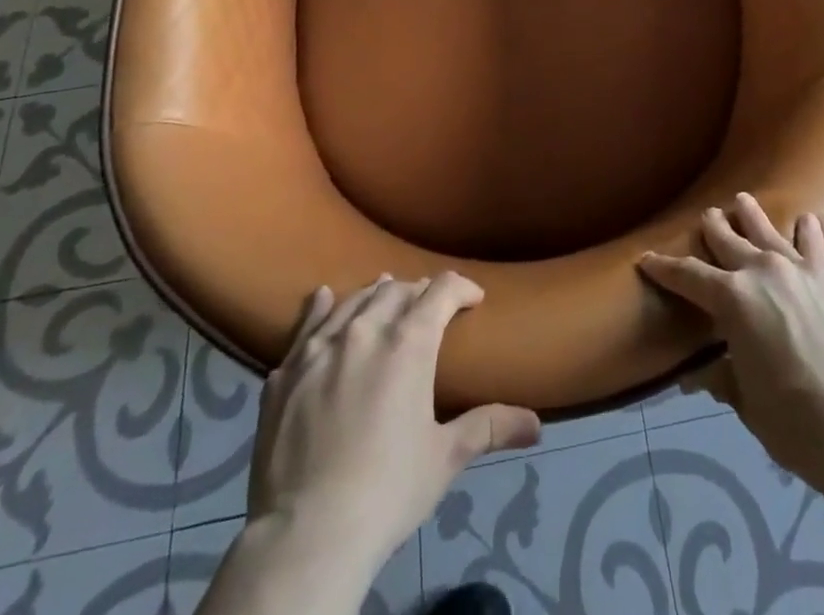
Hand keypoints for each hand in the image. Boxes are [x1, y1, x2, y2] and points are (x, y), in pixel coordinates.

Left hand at [247, 272, 540, 569]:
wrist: (306, 535)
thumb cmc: (387, 492)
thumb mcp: (445, 458)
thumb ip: (489, 428)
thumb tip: (536, 424)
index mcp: (409, 342)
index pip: (441, 290)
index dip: (462, 288)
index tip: (474, 299)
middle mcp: (366, 329)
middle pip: (398, 290)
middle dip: (420, 293)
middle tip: (430, 309)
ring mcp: (321, 346)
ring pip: (355, 300)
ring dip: (376, 295)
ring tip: (386, 294)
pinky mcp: (287, 370)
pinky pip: (307, 323)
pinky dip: (322, 307)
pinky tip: (325, 298)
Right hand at [640, 193, 823, 496]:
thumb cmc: (795, 423)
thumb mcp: (746, 402)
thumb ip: (720, 376)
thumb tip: (694, 373)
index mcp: (732, 299)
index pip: (687, 275)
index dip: (664, 268)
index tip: (646, 259)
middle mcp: (761, 271)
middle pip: (727, 240)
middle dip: (711, 228)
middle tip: (703, 216)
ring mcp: (797, 271)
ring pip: (766, 231)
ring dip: (751, 215)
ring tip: (741, 200)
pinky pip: (813, 245)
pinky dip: (806, 231)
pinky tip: (806, 219)